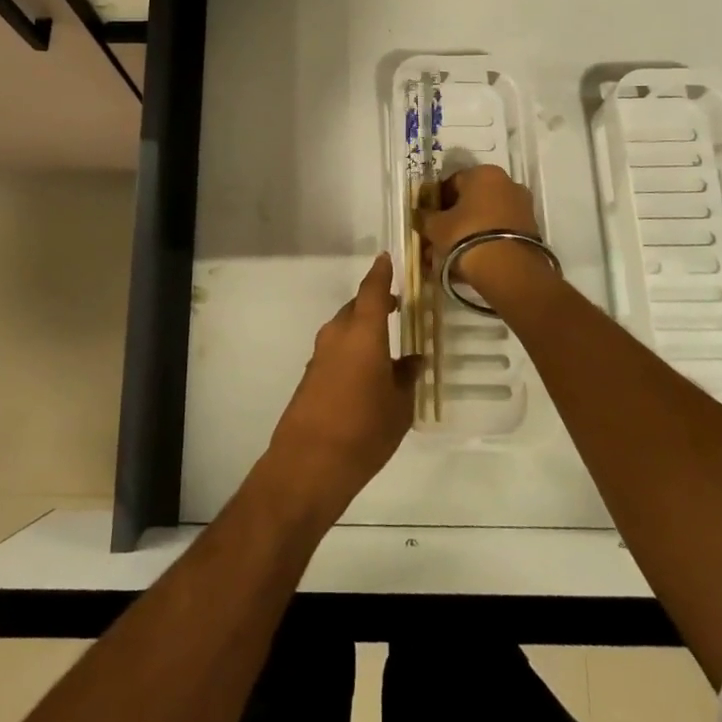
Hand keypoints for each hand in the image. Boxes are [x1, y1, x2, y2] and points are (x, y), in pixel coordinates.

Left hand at [264, 254, 419, 514]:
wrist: (309, 463)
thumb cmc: (364, 430)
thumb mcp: (399, 406)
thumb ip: (407, 377)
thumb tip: (413, 360)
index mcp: (363, 333)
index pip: (372, 290)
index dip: (380, 273)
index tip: (387, 258)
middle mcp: (338, 335)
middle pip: (356, 308)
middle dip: (375, 304)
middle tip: (397, 308)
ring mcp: (320, 355)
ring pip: (344, 329)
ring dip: (362, 329)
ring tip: (386, 344)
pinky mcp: (311, 376)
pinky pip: (335, 350)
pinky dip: (351, 350)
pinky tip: (366, 372)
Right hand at [417, 165, 551, 297]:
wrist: (509, 270)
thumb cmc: (466, 235)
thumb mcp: (436, 226)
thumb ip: (426, 216)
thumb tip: (422, 214)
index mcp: (484, 173)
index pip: (452, 182)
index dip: (437, 201)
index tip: (428, 219)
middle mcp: (507, 183)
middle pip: (471, 200)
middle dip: (454, 219)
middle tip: (438, 239)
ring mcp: (522, 207)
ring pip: (485, 219)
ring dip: (468, 233)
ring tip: (451, 257)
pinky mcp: (530, 231)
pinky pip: (499, 233)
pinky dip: (484, 243)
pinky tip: (470, 263)